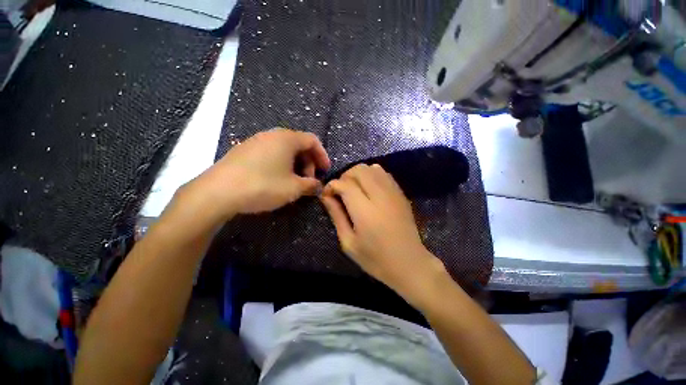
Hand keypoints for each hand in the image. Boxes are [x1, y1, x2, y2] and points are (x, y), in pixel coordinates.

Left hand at [183, 128, 329, 220]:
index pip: (312, 140)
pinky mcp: (244, 151)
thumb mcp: (293, 188)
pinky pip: (270, 153)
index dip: (322, 155)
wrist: (218, 192)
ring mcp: (255, 141)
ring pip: (284, 149)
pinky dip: (280, 164)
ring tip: (294, 181)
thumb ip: (310, 185)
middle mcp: (271, 135)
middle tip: (309, 179)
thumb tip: (318, 185)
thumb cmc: (263, 185)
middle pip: (298, 144)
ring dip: (295, 164)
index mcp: (286, 139)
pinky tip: (277, 179)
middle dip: (308, 161)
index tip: (325, 170)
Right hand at [320, 164, 444, 303]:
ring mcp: (393, 192)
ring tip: (354, 190)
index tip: (327, 195)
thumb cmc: (375, 259)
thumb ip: (336, 215)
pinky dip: (372, 176)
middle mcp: (380, 196)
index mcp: (365, 211)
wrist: (410, 263)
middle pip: (359, 170)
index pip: (344, 184)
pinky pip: (383, 173)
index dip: (332, 186)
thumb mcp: (348, 242)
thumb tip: (325, 196)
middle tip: (340, 192)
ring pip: (371, 168)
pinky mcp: (401, 193)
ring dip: (358, 174)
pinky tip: (369, 190)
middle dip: (344, 177)